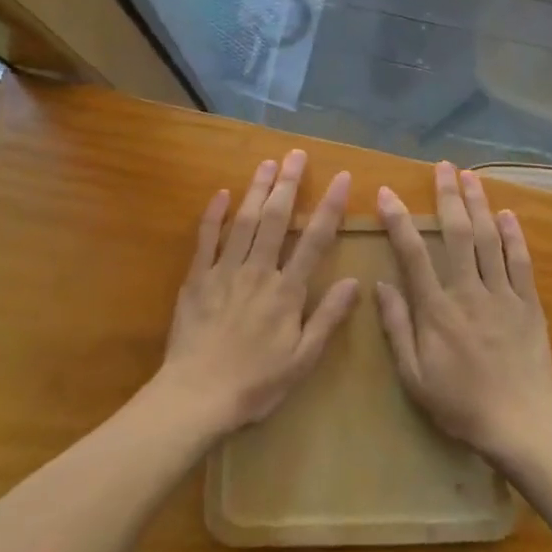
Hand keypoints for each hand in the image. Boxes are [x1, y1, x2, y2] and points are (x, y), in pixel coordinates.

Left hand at [157, 149, 357, 438]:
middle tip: (297, 154)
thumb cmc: (255, 383)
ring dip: (256, 189)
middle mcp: (258, 271)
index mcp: (286, 291)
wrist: (196, 397)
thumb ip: (327, 318)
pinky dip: (213, 214)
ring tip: (268, 162)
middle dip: (289, 183)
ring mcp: (224, 271)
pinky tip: (221, 193)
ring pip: (243, 221)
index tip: (341, 177)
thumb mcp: (302, 360)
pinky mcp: (197, 279)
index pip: (314, 240)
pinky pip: (206, 239)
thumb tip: (355, 281)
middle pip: (275, 219)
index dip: (329, 206)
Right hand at [376, 162, 551, 468]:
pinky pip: (521, 262)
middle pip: (458, 233)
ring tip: (471, 176)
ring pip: (489, 240)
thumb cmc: (460, 404)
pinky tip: (507, 214)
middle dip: (449, 196)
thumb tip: (380, 285)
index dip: (400, 220)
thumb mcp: (415, 376)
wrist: (520, 424)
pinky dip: (514, 236)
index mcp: (437, 310)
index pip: (414, 254)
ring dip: (479, 204)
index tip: (388, 193)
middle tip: (444, 166)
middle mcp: (469, 292)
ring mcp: (502, 295)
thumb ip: (397, 328)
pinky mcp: (529, 304)